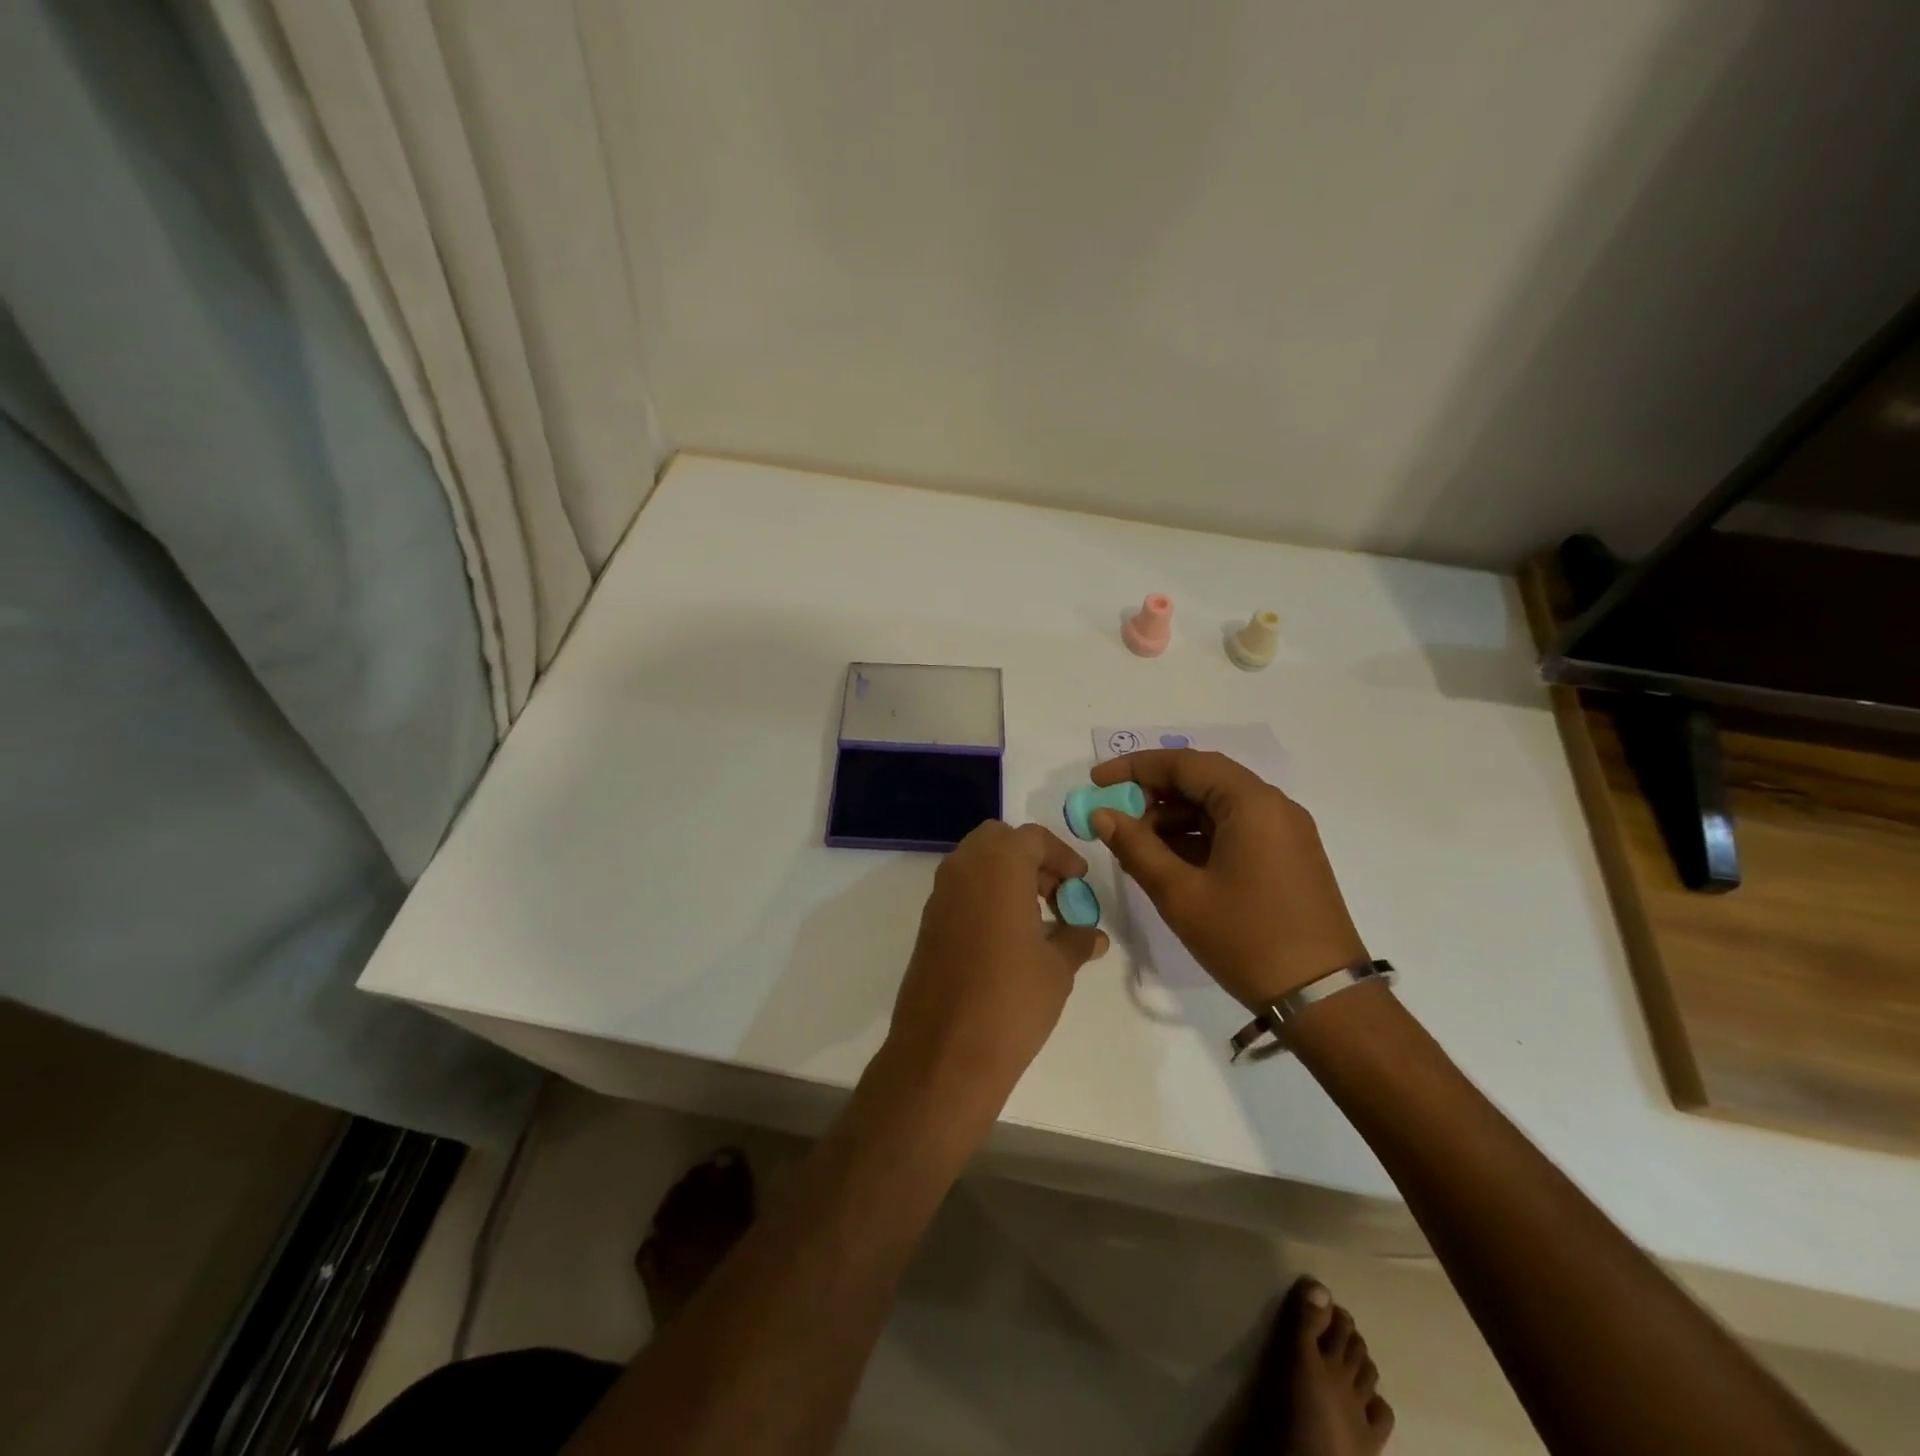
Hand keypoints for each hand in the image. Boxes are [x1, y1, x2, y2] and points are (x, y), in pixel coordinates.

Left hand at [887, 822, 1108, 1096]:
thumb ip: (1077, 940)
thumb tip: (1093, 934)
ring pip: (976, 863)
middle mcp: (963, 868)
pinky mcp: (928, 923)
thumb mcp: (1057, 968)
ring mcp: (940, 895)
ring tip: (1037, 918)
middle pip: (999, 841)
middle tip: (1056, 894)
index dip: (1062, 856)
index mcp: (999, 865)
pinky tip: (1007, 938)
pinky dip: (985, 896)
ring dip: (1006, 876)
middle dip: (1030, 858)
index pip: (1033, 838)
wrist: (945, 1052)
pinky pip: (961, 891)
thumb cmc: (1012, 1000)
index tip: (1080, 882)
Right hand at [1089, 750, 1365, 1008]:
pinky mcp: (1288, 856)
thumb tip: (1101, 814)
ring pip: (1218, 805)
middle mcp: (1273, 806)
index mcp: (1251, 803)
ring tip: (1138, 846)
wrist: (1324, 1000)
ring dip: (1175, 817)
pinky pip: (1235, 829)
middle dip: (1154, 793)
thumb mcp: (1180, 894)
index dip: (1135, 768)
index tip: (1097, 782)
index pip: (1184, 763)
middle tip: (1115, 816)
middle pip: (1203, 780)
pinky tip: (1171, 862)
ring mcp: (1285, 832)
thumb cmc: (1247, 939)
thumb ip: (1136, 847)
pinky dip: (1199, 836)